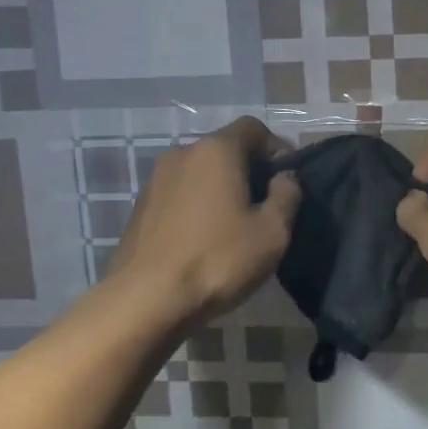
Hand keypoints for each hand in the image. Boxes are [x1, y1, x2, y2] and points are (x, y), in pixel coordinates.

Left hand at [108, 117, 300, 321]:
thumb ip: (286, 195)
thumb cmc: (217, 260)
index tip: (286, 178)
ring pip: (200, 172)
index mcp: (217, 150)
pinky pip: (179, 193)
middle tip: (264, 205)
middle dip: (248, 169)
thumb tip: (285, 177)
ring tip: (233, 225)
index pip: (253, 128)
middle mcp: (182, 153)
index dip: (276, 147)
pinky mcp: (140, 206)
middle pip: (225, 148)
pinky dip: (196, 205)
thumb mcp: (272, 233)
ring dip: (220, 188)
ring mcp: (156, 179)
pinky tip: (203, 239)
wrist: (145, 300)